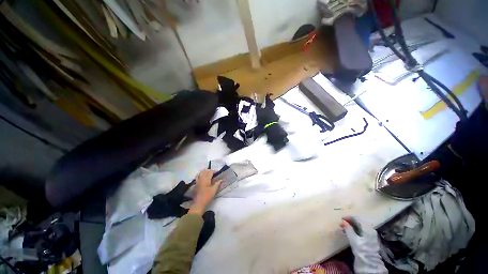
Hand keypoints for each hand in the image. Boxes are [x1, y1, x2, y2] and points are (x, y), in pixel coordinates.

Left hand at [188, 170, 222, 214]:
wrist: (198, 203)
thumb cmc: (207, 196)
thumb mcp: (214, 190)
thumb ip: (218, 183)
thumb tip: (222, 179)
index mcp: (206, 179)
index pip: (210, 172)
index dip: (214, 171)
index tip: (218, 171)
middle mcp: (201, 178)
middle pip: (205, 171)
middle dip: (210, 170)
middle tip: (214, 172)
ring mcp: (198, 181)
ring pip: (200, 173)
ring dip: (205, 171)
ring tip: (209, 173)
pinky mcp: (196, 184)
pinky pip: (197, 176)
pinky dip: (200, 174)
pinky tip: (202, 176)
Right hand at [340, 216, 387, 273]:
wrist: (370, 263)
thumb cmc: (361, 250)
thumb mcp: (354, 239)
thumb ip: (348, 229)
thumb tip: (343, 221)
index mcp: (367, 228)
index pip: (357, 218)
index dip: (348, 217)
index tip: (341, 219)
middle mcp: (370, 229)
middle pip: (358, 221)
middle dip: (349, 221)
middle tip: (341, 224)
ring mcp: (371, 234)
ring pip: (359, 226)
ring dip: (351, 226)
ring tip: (344, 228)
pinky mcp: (369, 238)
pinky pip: (361, 230)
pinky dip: (354, 230)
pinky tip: (349, 233)